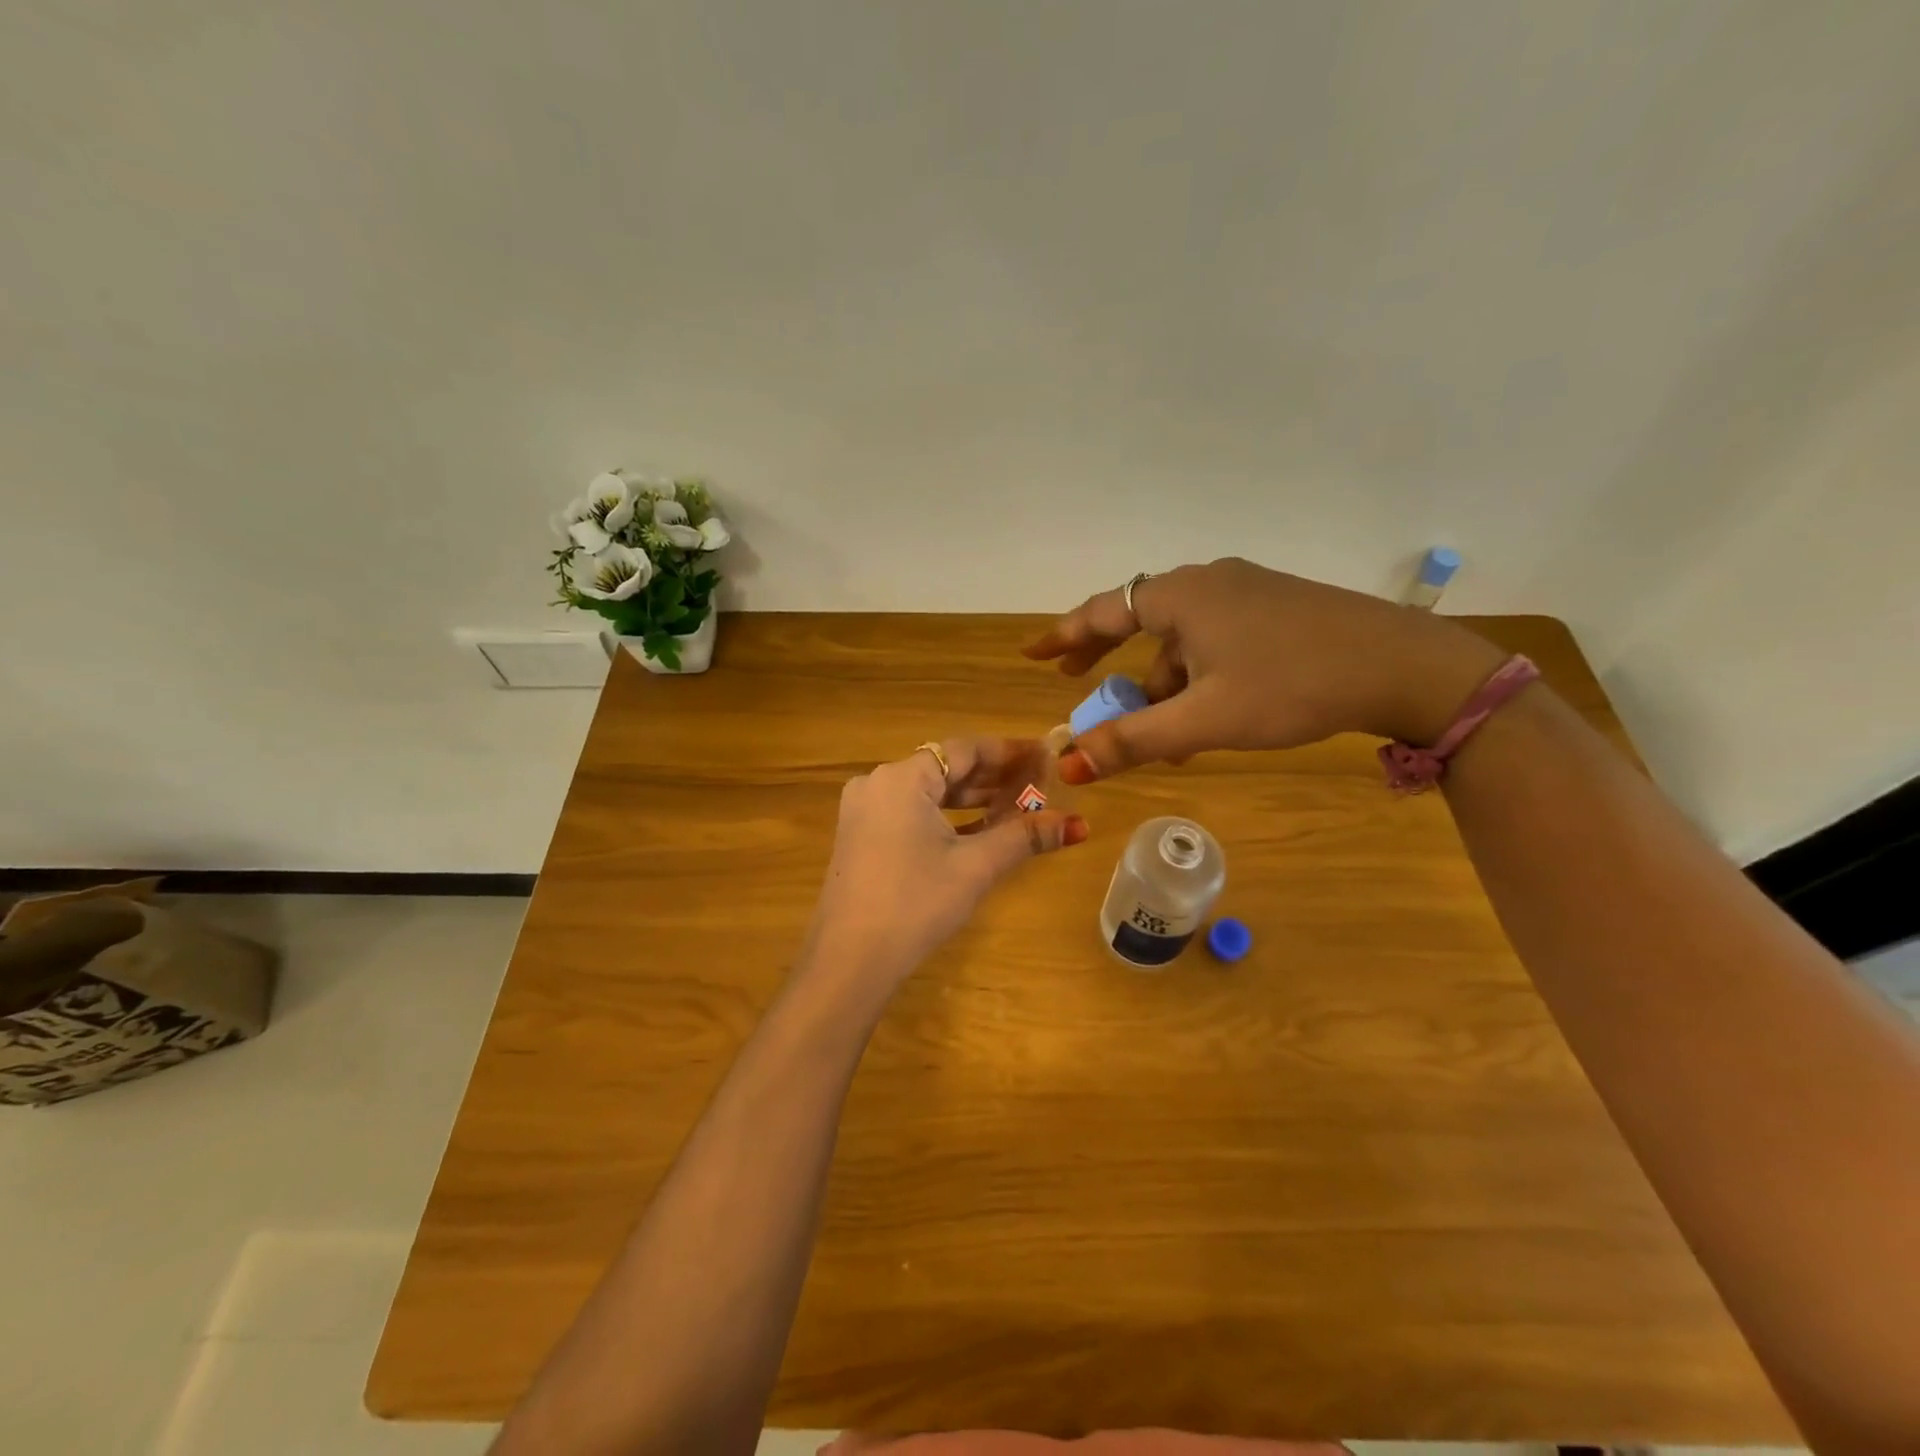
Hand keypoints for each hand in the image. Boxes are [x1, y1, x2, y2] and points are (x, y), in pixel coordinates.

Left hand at [802, 739, 1088, 993]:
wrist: (849, 962)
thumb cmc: (916, 904)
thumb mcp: (975, 867)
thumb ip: (1024, 837)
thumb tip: (1078, 824)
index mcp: (902, 778)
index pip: (965, 749)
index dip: (1009, 751)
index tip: (1046, 754)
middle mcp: (878, 784)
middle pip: (946, 768)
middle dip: (993, 777)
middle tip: (1039, 783)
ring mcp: (864, 811)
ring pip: (928, 793)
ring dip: (971, 799)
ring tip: (1018, 806)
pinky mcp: (861, 837)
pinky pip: (911, 813)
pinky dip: (945, 819)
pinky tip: (979, 831)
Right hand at [1024, 557, 1505, 780]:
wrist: (1403, 666)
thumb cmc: (1291, 686)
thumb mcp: (1204, 719)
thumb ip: (1133, 740)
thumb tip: (1069, 762)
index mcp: (1181, 596)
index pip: (1102, 611)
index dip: (1062, 636)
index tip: (1031, 654)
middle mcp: (1207, 581)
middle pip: (1139, 621)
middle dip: (1107, 659)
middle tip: (1075, 682)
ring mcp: (1246, 591)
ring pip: (1183, 639)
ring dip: (1164, 684)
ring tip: (1169, 738)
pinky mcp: (1276, 607)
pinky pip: (1215, 640)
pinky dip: (1198, 676)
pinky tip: (1212, 716)